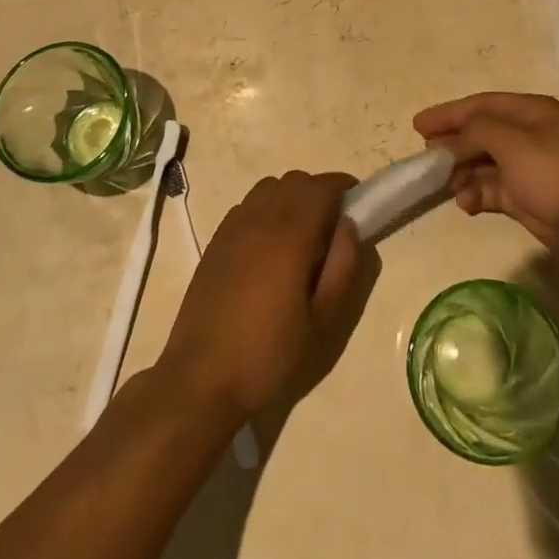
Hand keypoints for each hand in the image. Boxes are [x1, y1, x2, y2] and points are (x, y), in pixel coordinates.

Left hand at [159, 170, 363, 419]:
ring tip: (301, 235)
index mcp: (290, 234)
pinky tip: (269, 247)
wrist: (201, 378)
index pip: (321, 186)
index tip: (357, 204)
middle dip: (319, 192)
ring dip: (291, 197)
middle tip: (333, 227)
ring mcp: (233, 227)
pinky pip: (248, 205)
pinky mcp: (216, 241)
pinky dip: (266, 209)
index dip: (343, 186)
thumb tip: (349, 225)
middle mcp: (259, 219)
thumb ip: (343, 266)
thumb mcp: (323, 321)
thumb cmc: (269, 354)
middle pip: (295, 180)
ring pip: (269, 187)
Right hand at [414, 92, 558, 279]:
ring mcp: (529, 169)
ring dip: (462, 173)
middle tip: (424, 160)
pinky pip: (493, 190)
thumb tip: (451, 139)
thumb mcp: (515, 144)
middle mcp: (528, 135)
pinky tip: (465, 204)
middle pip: (479, 134)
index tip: (417, 126)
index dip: (448, 113)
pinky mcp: (529, 200)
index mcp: (529, 112)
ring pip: (483, 164)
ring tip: (444, 187)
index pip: (479, 105)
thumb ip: (477, 133)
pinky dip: (477, 195)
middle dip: (452, 145)